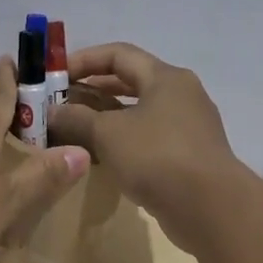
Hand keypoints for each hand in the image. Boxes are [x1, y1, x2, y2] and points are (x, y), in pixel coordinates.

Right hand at [48, 40, 262, 262]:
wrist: (210, 208)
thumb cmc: (156, 157)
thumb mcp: (107, 133)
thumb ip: (76, 118)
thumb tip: (52, 112)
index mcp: (165, 78)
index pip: (119, 54)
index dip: (84, 60)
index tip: (55, 76)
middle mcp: (181, 95)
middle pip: (130, 81)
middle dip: (92, 89)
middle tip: (60, 102)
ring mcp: (188, 126)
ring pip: (138, 112)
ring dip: (105, 117)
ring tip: (74, 128)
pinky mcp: (188, 155)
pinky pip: (148, 137)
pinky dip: (122, 139)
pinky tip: (100, 155)